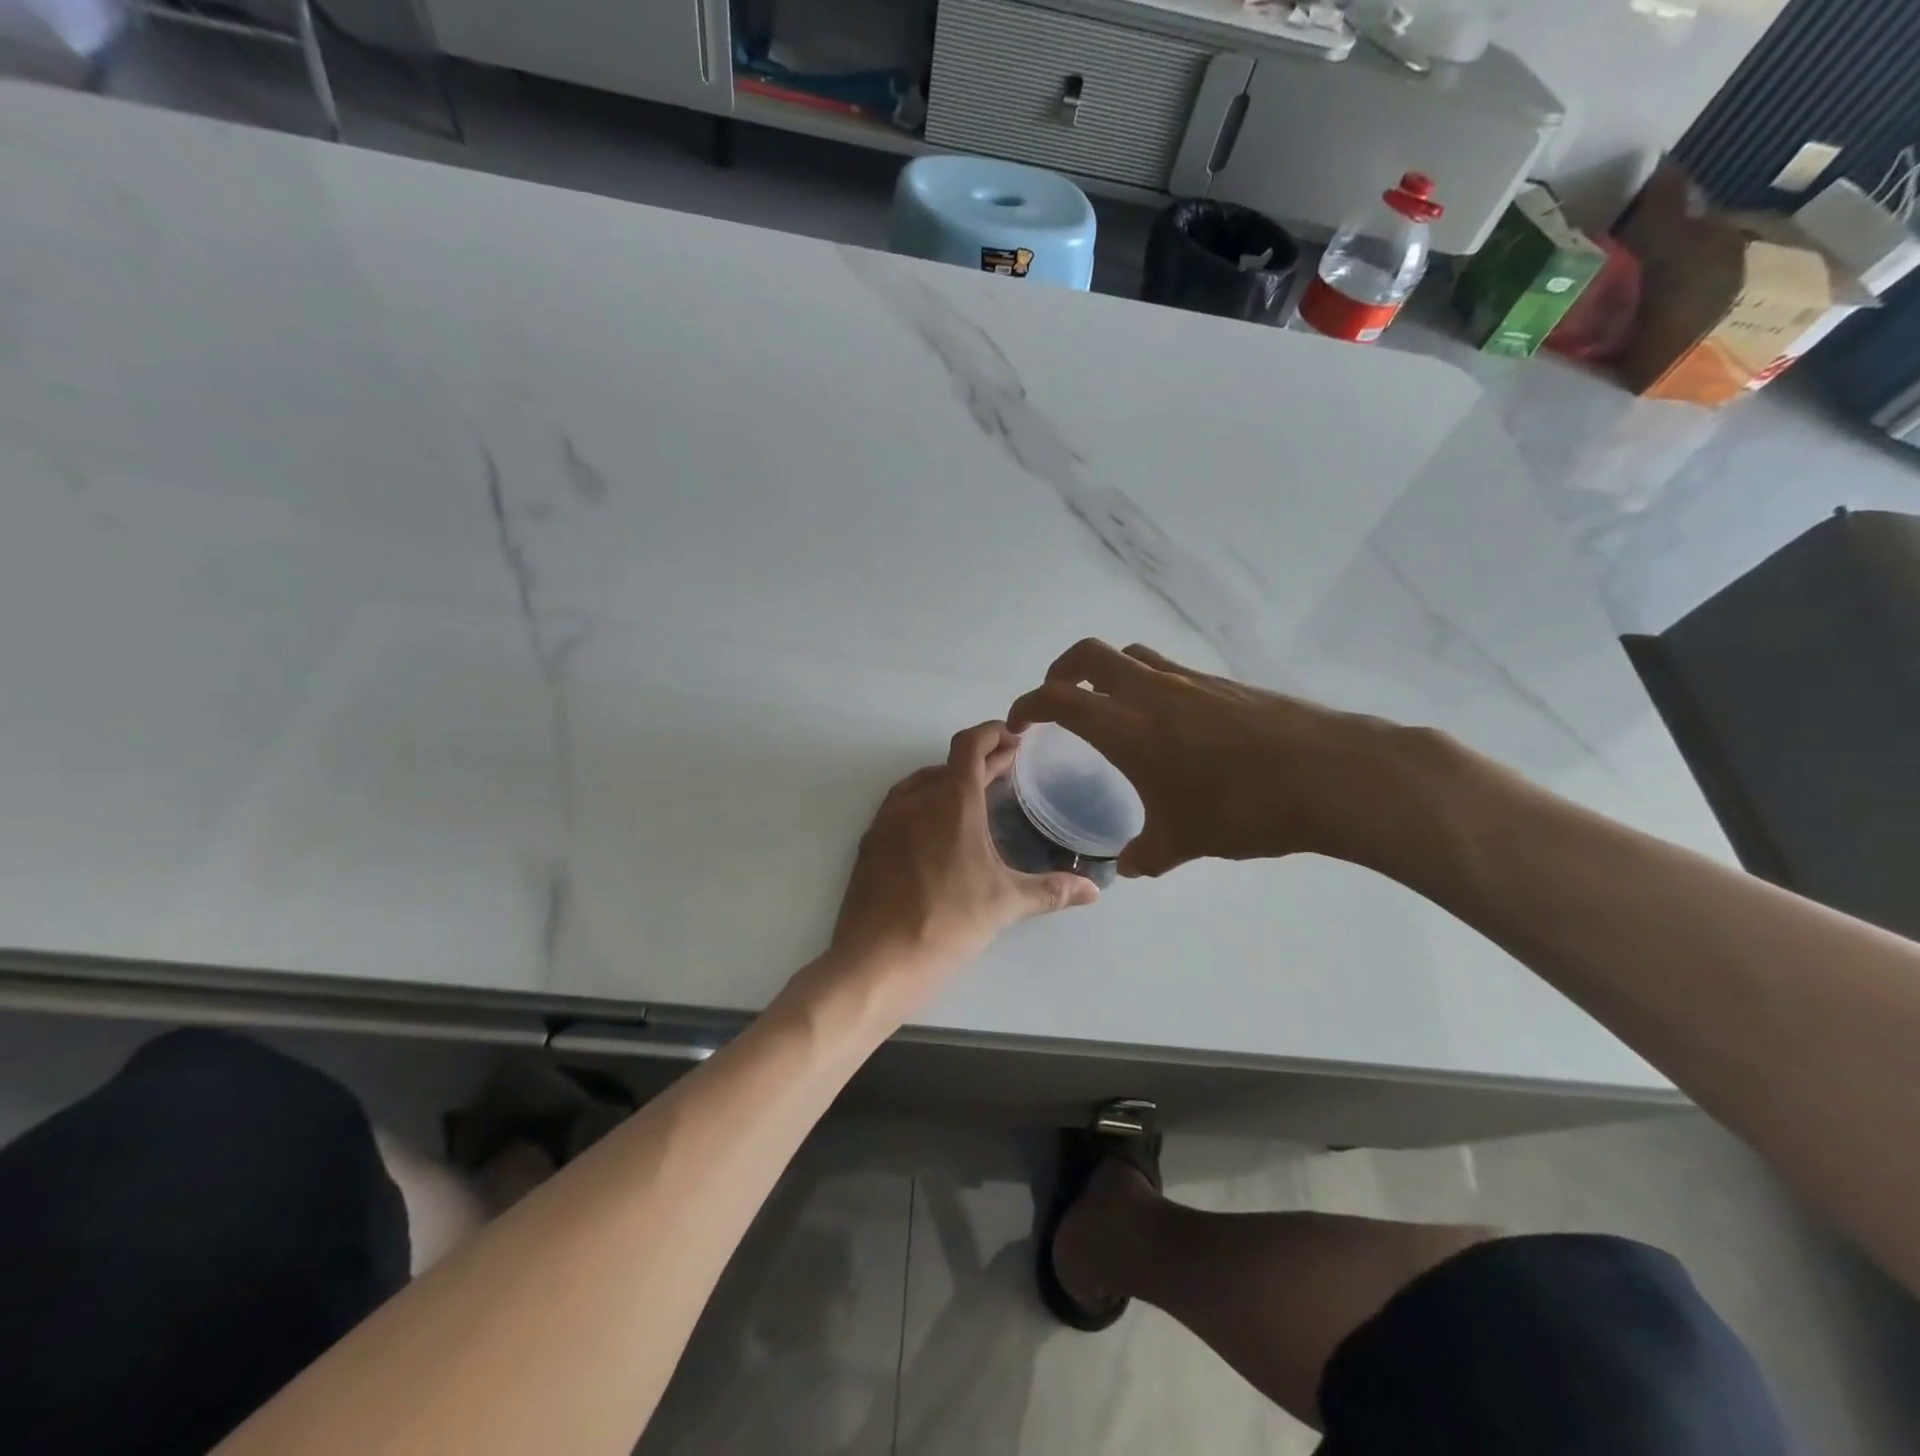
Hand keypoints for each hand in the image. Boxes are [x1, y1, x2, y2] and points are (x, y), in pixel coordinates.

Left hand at [829, 722, 1098, 986]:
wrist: (875, 960)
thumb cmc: (947, 922)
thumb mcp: (1005, 905)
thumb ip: (1051, 891)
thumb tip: (1093, 891)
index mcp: (951, 802)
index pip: (970, 746)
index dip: (991, 733)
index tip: (1012, 735)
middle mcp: (915, 800)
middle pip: (950, 764)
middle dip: (980, 760)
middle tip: (1006, 766)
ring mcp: (887, 821)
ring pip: (921, 783)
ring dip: (949, 779)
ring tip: (973, 792)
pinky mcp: (870, 845)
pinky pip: (900, 806)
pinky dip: (924, 802)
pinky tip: (935, 827)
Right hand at [1007, 639, 1401, 876]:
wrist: (1330, 775)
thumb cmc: (1242, 809)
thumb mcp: (1184, 841)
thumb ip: (1146, 854)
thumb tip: (1128, 866)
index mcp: (1126, 726)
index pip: (1058, 698)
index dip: (1028, 704)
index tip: (1018, 721)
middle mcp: (1152, 691)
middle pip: (1089, 654)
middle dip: (1062, 670)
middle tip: (1058, 698)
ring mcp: (1191, 681)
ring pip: (1132, 656)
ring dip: (1108, 673)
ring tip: (1111, 707)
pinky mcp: (1225, 684)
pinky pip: (1170, 671)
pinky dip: (1150, 684)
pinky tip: (1170, 725)